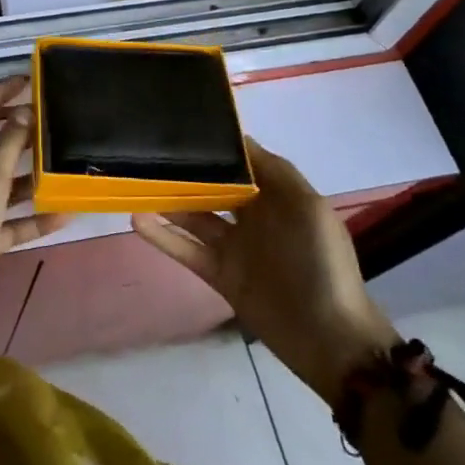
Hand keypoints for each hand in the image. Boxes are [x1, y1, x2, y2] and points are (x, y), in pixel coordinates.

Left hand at [0, 77, 65, 282]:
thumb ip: (8, 145)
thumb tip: (24, 113)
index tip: (24, 81)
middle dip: (17, 135)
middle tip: (48, 123)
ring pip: (1, 186)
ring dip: (28, 177)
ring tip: (60, 165)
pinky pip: (9, 223)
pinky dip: (32, 219)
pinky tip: (61, 214)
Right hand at [133, 138, 396, 406]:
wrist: (329, 338)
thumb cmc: (320, 263)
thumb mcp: (308, 208)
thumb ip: (275, 171)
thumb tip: (240, 139)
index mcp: (277, 198)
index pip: (242, 163)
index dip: (217, 146)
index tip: (186, 126)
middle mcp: (253, 217)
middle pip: (213, 187)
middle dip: (187, 170)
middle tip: (150, 149)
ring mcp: (234, 247)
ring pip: (193, 216)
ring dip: (167, 200)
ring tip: (135, 179)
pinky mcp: (219, 274)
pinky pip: (185, 249)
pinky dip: (162, 236)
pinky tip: (137, 218)